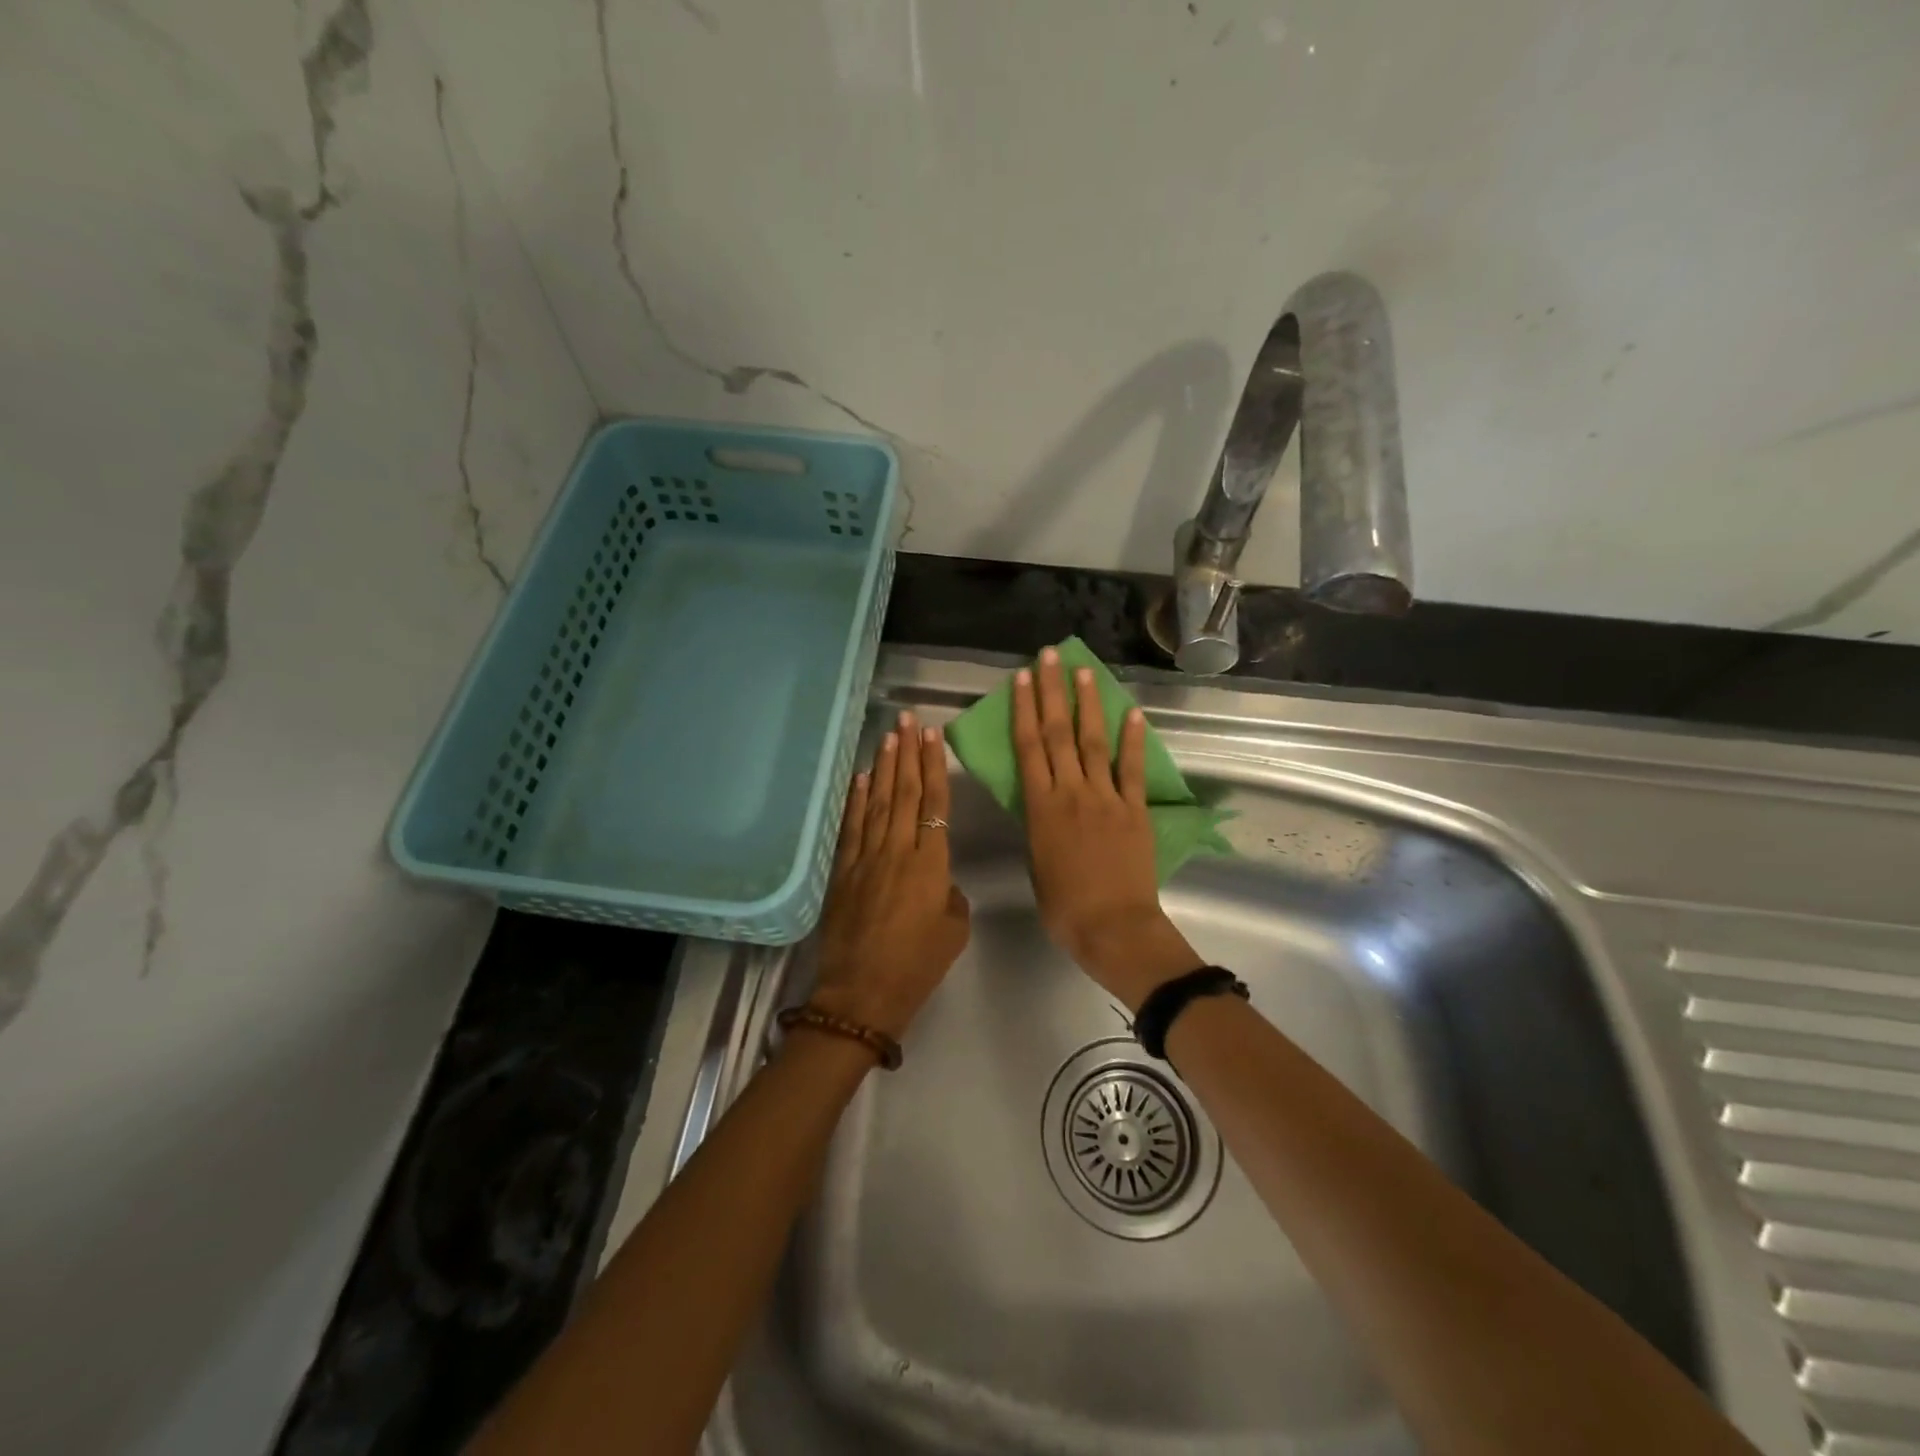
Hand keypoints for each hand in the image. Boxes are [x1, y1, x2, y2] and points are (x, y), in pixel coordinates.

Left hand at [811, 711, 971, 1041]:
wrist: (861, 995)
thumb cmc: (917, 967)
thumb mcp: (953, 931)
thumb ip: (950, 895)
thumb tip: (937, 881)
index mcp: (931, 865)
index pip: (934, 804)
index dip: (933, 768)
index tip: (932, 737)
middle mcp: (897, 852)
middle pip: (904, 794)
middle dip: (907, 754)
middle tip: (908, 719)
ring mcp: (866, 859)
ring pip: (878, 803)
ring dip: (883, 768)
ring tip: (888, 736)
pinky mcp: (843, 872)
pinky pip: (851, 827)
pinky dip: (856, 800)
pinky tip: (860, 777)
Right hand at [1013, 648, 1202, 1011]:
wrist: (1113, 928)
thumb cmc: (1064, 907)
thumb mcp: (1036, 863)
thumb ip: (1039, 826)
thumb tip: (1043, 804)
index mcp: (1041, 808)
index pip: (1029, 749)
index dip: (1024, 710)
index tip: (1021, 679)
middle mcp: (1072, 793)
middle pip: (1059, 734)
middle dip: (1052, 692)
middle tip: (1048, 657)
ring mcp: (1106, 798)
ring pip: (1094, 742)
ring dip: (1088, 704)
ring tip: (1083, 671)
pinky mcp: (1135, 809)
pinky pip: (1133, 769)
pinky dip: (1134, 740)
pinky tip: (1133, 712)